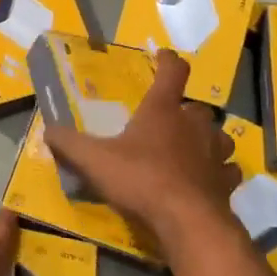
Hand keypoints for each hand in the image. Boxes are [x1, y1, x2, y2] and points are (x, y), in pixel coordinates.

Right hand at [45, 50, 240, 241]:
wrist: (186, 220)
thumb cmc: (141, 179)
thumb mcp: (94, 161)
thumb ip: (70, 144)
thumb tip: (48, 131)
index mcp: (163, 110)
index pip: (173, 72)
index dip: (168, 60)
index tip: (162, 55)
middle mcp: (194, 124)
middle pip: (196, 107)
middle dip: (184, 110)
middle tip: (169, 121)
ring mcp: (215, 152)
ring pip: (218, 135)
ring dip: (207, 138)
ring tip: (193, 149)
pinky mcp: (226, 181)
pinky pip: (228, 170)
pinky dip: (220, 171)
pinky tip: (209, 180)